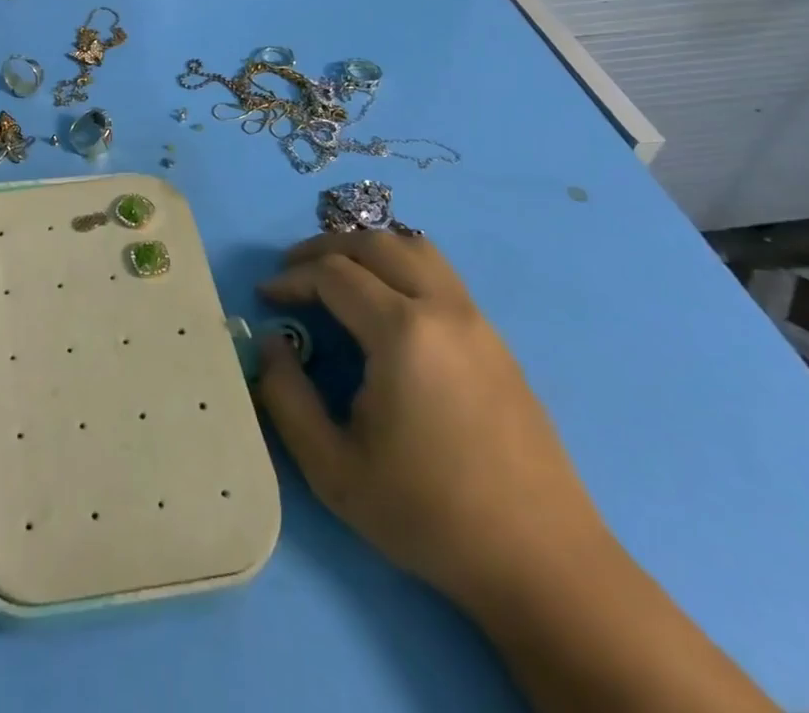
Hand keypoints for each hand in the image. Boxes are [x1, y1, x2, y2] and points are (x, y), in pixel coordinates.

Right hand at [254, 232, 613, 613]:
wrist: (542, 565)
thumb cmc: (429, 514)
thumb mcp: (333, 468)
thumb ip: (286, 397)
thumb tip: (269, 342)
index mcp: (402, 332)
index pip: (333, 274)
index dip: (292, 278)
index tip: (266, 298)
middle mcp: (443, 308)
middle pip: (375, 243)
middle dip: (324, 248)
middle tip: (292, 270)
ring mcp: (477, 321)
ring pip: (415, 248)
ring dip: (368, 249)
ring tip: (337, 273)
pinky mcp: (497, 341)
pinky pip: (440, 275)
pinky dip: (401, 266)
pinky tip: (385, 304)